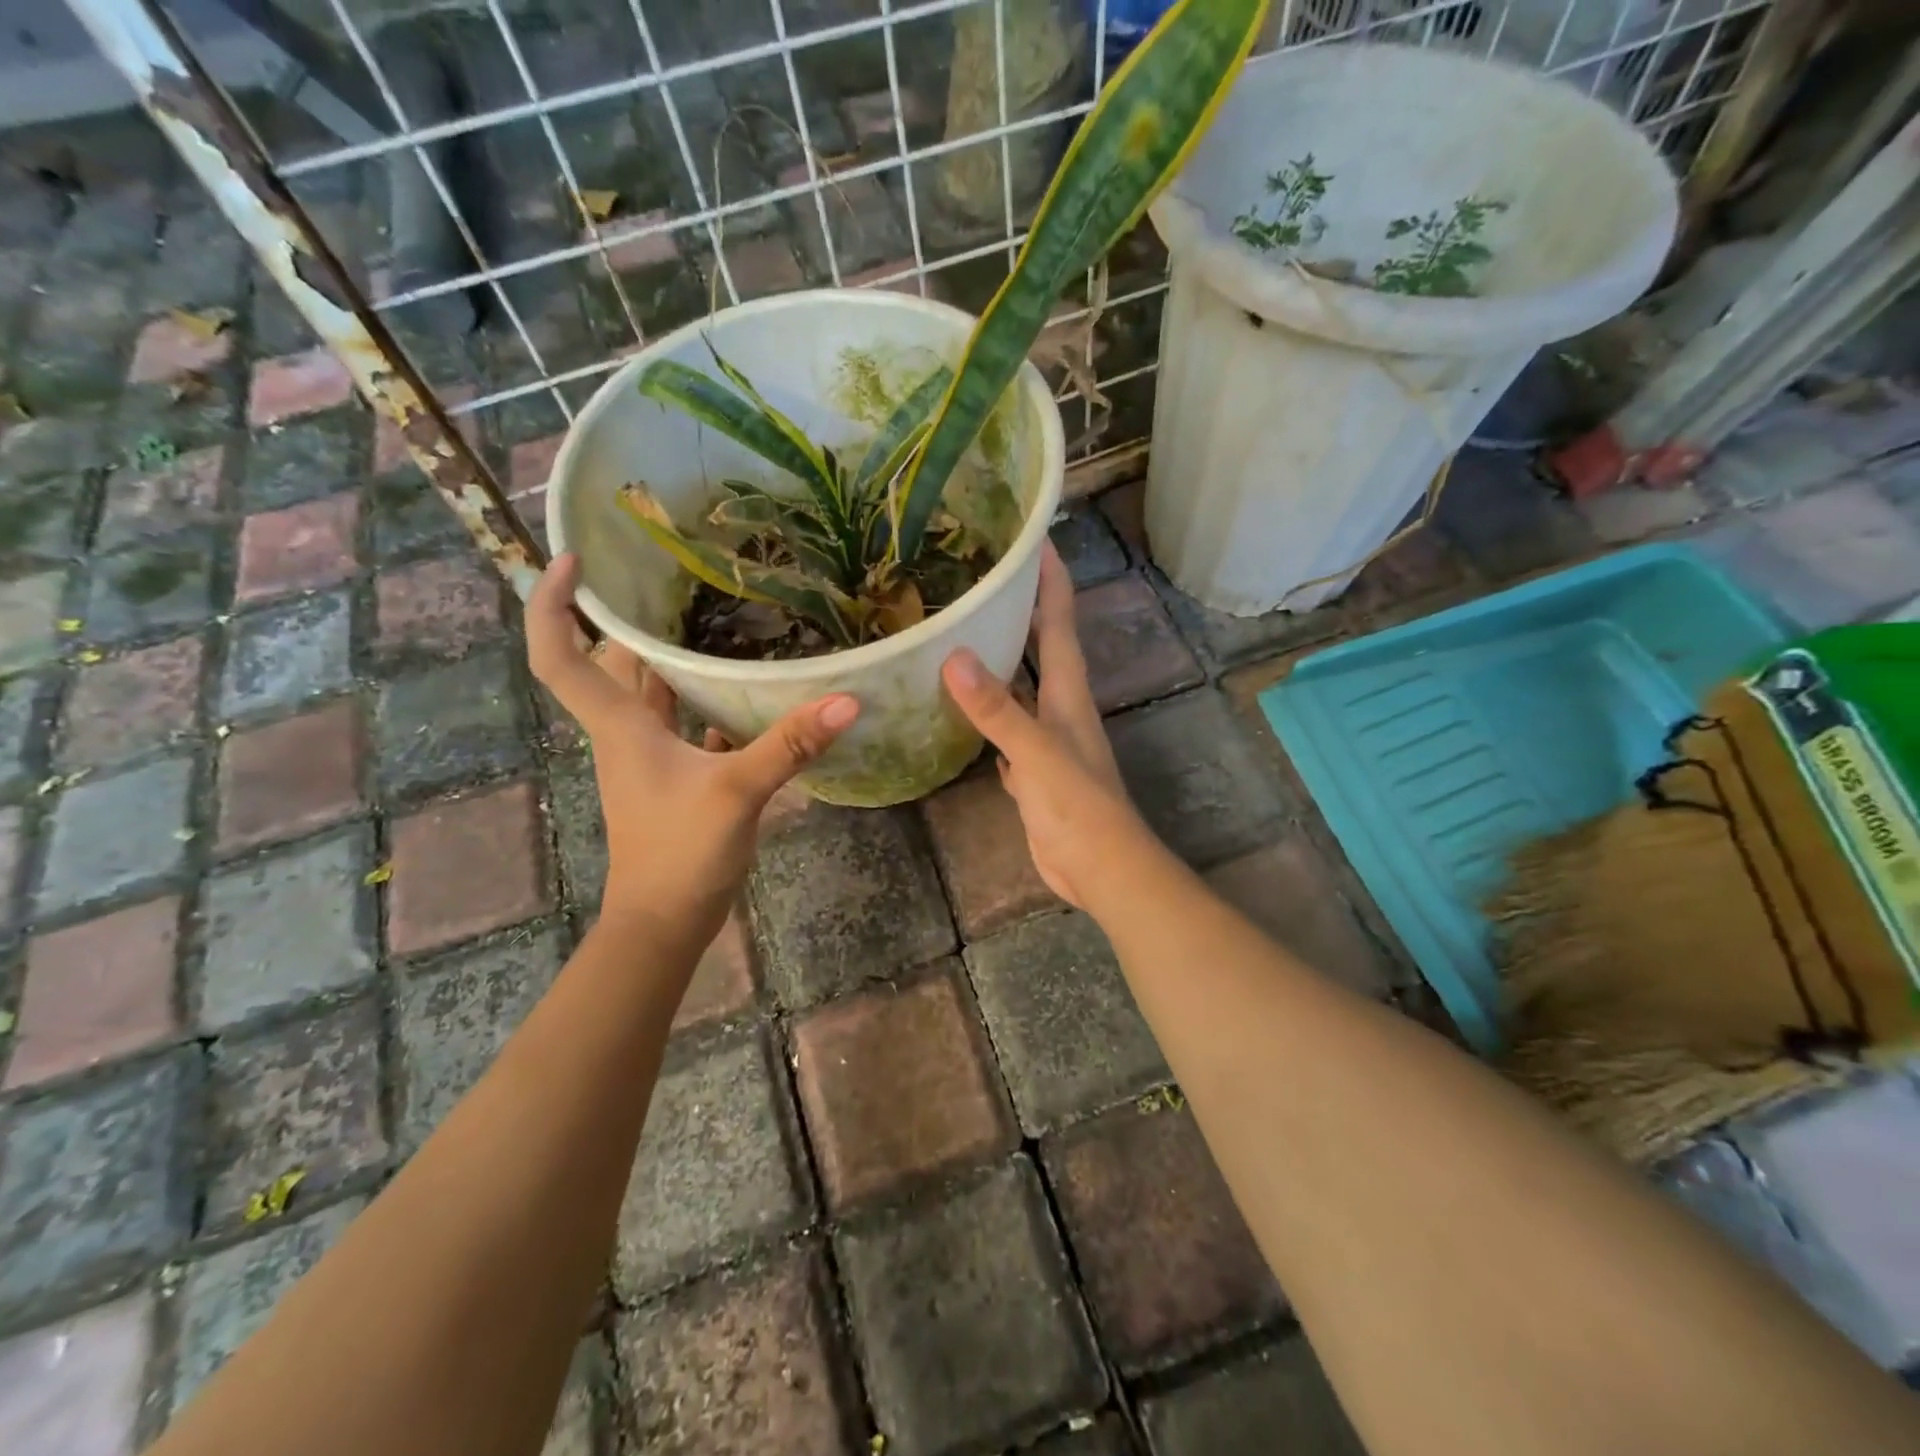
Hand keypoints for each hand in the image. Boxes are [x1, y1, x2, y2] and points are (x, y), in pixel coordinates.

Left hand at [528, 554, 857, 942]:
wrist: (665, 922)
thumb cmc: (679, 853)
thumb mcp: (737, 792)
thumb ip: (789, 745)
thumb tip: (847, 700)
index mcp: (620, 726)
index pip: (561, 656)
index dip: (553, 605)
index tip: (575, 561)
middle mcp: (627, 733)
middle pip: (612, 664)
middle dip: (628, 620)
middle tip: (669, 577)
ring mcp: (650, 758)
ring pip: (651, 694)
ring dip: (669, 659)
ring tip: (711, 616)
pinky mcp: (677, 778)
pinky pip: (684, 724)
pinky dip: (704, 702)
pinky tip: (744, 689)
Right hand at [940, 544, 1152, 910]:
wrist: (1101, 869)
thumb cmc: (1078, 807)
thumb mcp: (1037, 753)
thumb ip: (998, 709)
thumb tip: (954, 657)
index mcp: (1068, 694)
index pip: (1059, 623)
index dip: (1050, 581)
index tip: (1032, 539)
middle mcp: (1059, 709)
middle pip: (1040, 649)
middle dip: (1020, 612)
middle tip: (982, 580)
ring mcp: (1046, 742)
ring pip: (1020, 689)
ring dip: (1000, 663)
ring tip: (963, 634)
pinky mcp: (1032, 773)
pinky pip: (1006, 731)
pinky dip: (988, 715)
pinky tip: (963, 710)